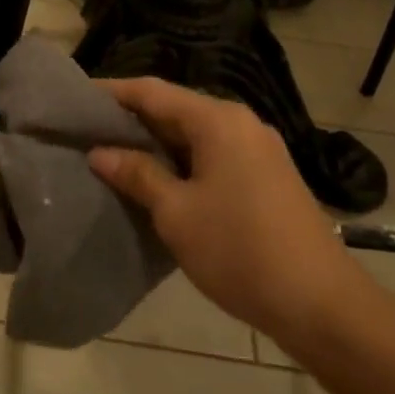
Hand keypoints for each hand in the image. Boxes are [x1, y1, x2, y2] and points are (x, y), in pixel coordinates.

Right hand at [88, 77, 368, 347]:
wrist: (319, 302)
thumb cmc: (238, 250)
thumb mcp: (177, 213)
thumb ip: (137, 174)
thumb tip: (100, 152)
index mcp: (217, 121)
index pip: (152, 91)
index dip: (112, 92)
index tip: (75, 99)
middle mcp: (240, 123)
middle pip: (175, 108)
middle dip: (131, 119)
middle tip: (86, 131)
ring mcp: (258, 149)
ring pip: (195, 134)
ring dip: (156, 143)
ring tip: (112, 155)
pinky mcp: (267, 176)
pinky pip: (213, 155)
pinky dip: (181, 161)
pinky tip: (156, 180)